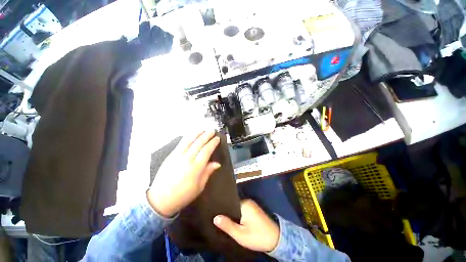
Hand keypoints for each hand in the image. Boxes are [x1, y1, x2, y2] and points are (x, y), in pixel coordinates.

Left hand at [147, 130, 220, 217]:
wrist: (160, 199)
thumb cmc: (183, 195)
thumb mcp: (199, 187)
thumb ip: (208, 172)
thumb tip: (217, 163)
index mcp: (196, 167)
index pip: (206, 150)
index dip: (213, 143)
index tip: (217, 138)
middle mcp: (187, 159)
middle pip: (199, 143)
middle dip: (207, 135)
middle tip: (212, 130)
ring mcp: (177, 156)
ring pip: (189, 140)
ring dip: (197, 133)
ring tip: (203, 129)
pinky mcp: (170, 155)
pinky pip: (181, 143)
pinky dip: (187, 137)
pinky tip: (191, 135)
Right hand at [213, 199, 279, 252]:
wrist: (276, 239)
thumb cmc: (257, 236)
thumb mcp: (241, 234)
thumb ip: (228, 225)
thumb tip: (215, 217)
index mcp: (245, 204)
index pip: (230, 202)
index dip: (222, 207)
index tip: (214, 211)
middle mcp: (248, 201)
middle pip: (233, 204)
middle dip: (227, 211)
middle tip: (217, 216)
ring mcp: (251, 204)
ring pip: (237, 207)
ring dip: (232, 213)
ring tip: (222, 218)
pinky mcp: (254, 209)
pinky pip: (242, 209)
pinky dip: (237, 214)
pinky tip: (232, 219)